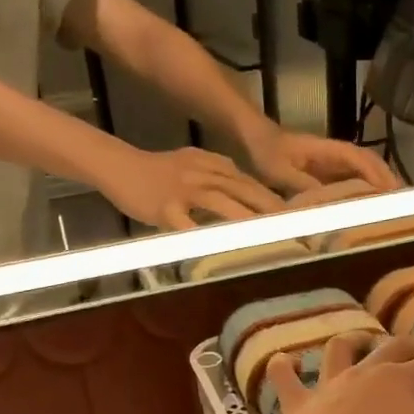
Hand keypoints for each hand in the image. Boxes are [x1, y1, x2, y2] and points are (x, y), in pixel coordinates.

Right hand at [101, 147, 284, 229]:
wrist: (118, 165)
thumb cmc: (157, 171)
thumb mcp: (193, 165)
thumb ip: (220, 178)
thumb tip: (247, 194)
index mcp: (213, 165)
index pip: (250, 181)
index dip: (272, 198)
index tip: (295, 214)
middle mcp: (203, 174)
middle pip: (242, 190)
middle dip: (270, 208)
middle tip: (294, 225)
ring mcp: (184, 189)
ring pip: (220, 202)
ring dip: (245, 218)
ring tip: (266, 234)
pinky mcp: (165, 207)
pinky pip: (186, 224)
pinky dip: (202, 236)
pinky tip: (218, 249)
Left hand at [246, 126, 401, 194]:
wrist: (249, 137)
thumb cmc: (264, 150)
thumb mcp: (279, 170)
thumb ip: (303, 185)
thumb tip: (328, 203)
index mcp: (328, 151)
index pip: (361, 161)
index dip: (377, 177)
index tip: (392, 194)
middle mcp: (334, 155)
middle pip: (369, 165)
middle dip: (387, 181)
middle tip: (404, 203)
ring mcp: (330, 164)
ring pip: (362, 173)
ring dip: (377, 187)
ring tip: (393, 208)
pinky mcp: (323, 173)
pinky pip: (348, 182)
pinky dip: (361, 193)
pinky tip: (366, 209)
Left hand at [265, 335, 413, 413]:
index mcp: (401, 381)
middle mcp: (364, 373)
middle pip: (392, 348)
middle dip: (412, 349)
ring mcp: (326, 386)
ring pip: (340, 349)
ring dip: (353, 342)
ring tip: (361, 344)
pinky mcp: (296, 406)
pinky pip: (286, 377)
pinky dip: (287, 365)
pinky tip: (289, 361)